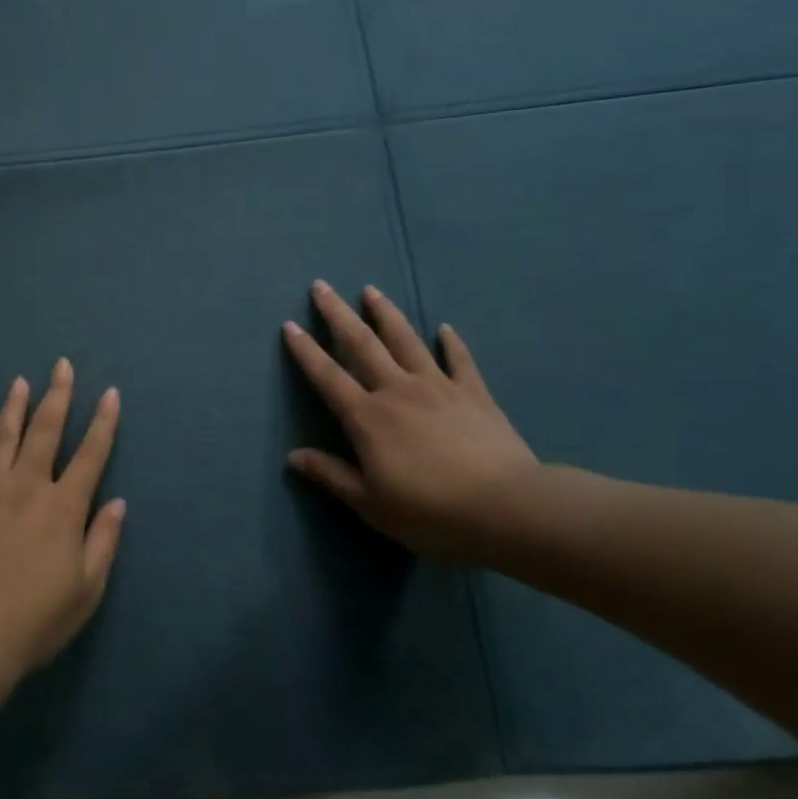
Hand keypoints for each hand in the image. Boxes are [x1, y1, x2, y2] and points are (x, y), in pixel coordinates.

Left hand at [0, 359, 126, 676]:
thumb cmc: (37, 618)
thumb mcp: (87, 588)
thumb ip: (104, 540)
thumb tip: (118, 502)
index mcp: (63, 506)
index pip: (90, 454)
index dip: (104, 422)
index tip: (111, 393)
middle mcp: (26, 487)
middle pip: (45, 430)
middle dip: (58, 395)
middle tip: (61, 366)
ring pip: (2, 438)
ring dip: (14, 408)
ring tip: (20, 384)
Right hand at [283, 281, 538, 557]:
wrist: (507, 509)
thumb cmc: (431, 512)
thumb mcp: (371, 504)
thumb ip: (331, 475)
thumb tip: (293, 456)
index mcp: (367, 417)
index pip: (328, 376)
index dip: (306, 351)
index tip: (290, 324)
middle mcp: (397, 391)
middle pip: (362, 344)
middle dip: (338, 314)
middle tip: (322, 286)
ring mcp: (438, 387)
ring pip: (406, 341)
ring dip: (386, 314)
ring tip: (371, 291)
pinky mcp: (474, 394)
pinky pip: (459, 360)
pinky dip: (451, 343)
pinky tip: (445, 328)